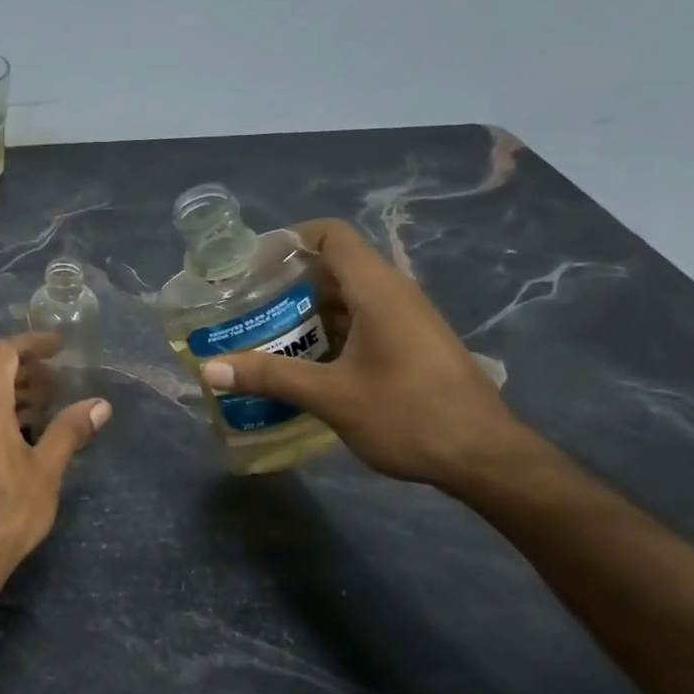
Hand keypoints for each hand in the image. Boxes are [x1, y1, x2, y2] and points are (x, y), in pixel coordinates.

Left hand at [0, 333, 111, 579]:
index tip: (61, 345)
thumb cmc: (6, 509)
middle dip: (27, 368)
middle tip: (60, 380)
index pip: (4, 352)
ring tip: (49, 404)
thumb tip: (101, 405)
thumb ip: (70, 430)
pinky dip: (1, 411)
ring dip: (15, 391)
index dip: (33, 343)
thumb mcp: (46, 469)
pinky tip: (26, 432)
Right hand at [197, 219, 533, 488]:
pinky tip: (301, 366)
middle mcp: (393, 295)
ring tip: (262, 337)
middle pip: (333, 268)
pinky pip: (361, 325)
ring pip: (346, 300)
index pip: (331, 235)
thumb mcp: (331, 397)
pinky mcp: (410, 347)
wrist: (484, 457)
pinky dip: (327, 335)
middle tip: (244, 307)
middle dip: (286, 283)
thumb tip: (209, 368)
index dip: (290, 239)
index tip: (250, 265)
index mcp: (378, 290)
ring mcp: (405, 322)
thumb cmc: (408, 415)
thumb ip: (270, 377)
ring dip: (305, 314)